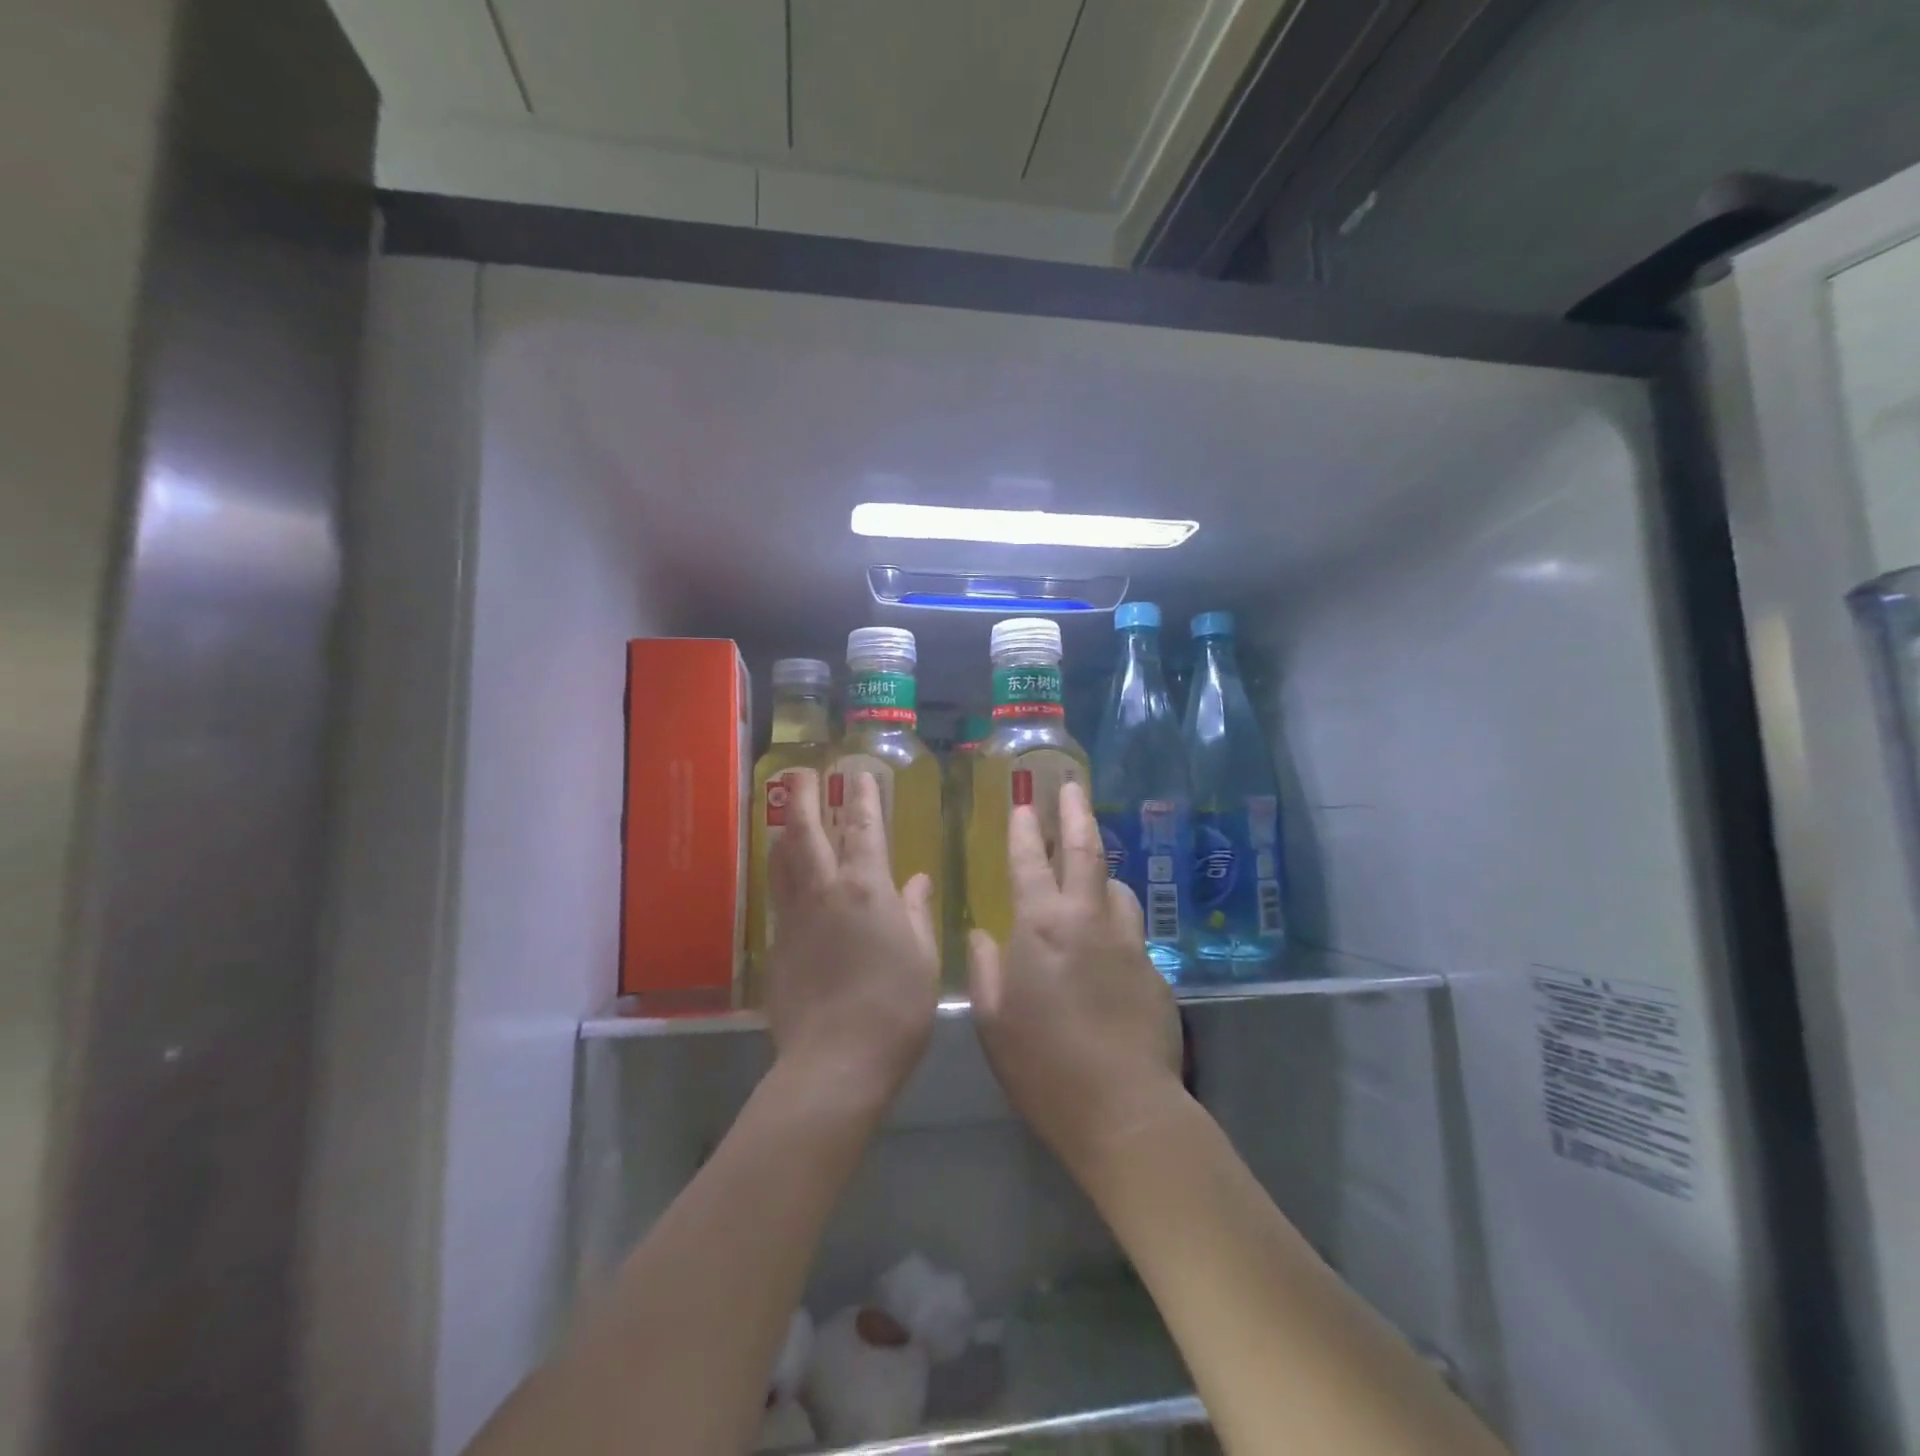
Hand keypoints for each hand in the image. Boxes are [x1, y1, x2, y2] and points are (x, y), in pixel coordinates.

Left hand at [764, 769, 939, 1107]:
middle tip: (801, 774)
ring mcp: (794, 918)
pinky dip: (779, 873)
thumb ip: (916, 912)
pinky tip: (783, 874)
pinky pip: (776, 895)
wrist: (836, 1062)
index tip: (858, 774)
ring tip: (785, 813)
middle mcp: (825, 892)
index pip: (863, 829)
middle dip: (804, 799)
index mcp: (867, 889)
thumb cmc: (895, 1008)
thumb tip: (916, 880)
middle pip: (807, 833)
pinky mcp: (776, 946)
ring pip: (782, 861)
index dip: (862, 798)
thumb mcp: (923, 957)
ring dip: (784, 831)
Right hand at [967, 780, 1183, 1171]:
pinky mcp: (1154, 968)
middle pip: (1085, 851)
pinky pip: (1132, 928)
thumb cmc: (1042, 1064)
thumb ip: (987, 968)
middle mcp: (1087, 919)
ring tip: (1090, 870)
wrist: (1122, 1107)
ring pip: (1116, 887)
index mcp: (1041, 926)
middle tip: (1072, 788)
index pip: (1029, 862)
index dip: (1024, 830)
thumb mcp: (993, 1019)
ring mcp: (1128, 941)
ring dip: (1100, 872)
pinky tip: (1108, 941)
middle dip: (1075, 814)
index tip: (1023, 803)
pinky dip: (1115, 918)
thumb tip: (985, 935)